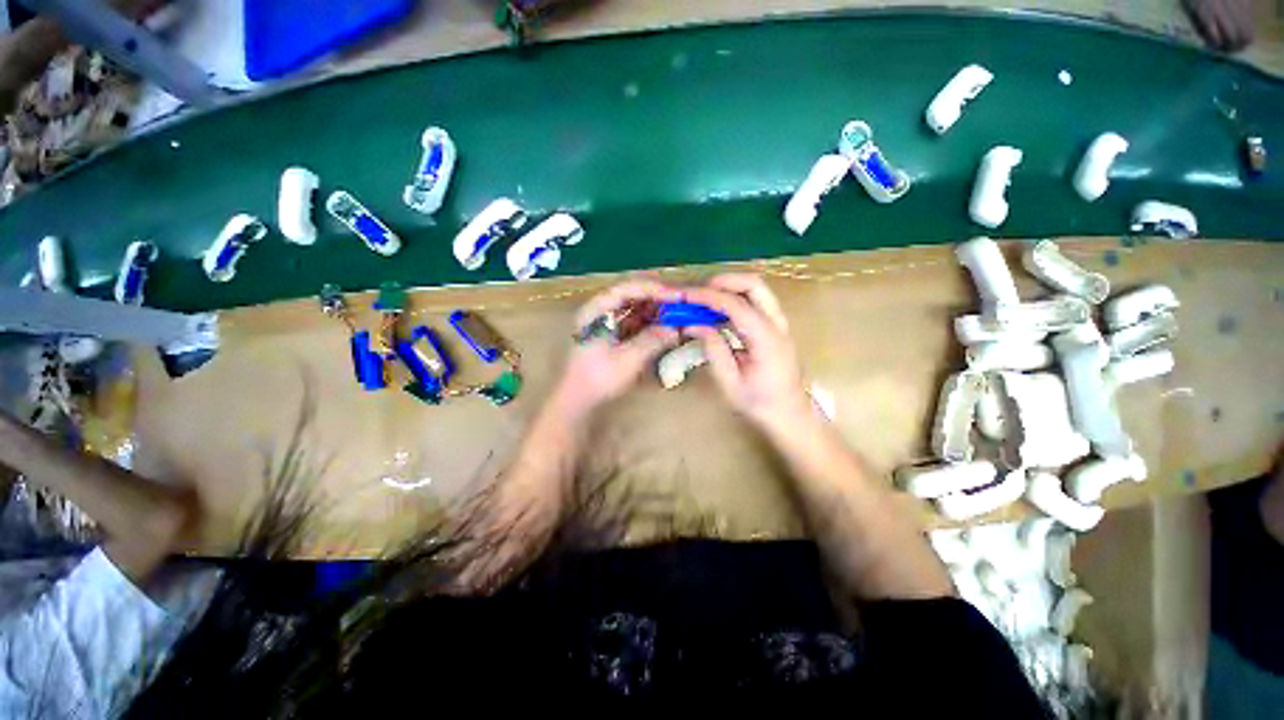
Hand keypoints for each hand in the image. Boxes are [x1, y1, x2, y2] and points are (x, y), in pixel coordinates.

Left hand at [553, 279, 681, 416]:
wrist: (579, 401)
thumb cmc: (599, 379)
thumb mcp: (628, 360)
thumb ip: (652, 341)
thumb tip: (675, 329)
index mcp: (596, 310)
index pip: (627, 288)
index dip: (653, 289)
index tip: (676, 296)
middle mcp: (600, 310)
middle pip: (632, 295)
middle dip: (657, 298)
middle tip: (681, 303)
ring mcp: (606, 322)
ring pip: (635, 308)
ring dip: (656, 310)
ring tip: (678, 316)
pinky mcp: (613, 335)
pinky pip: (635, 322)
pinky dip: (651, 323)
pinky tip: (666, 329)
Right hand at [681, 274, 812, 432]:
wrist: (791, 416)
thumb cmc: (761, 405)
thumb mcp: (731, 383)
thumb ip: (714, 351)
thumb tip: (695, 325)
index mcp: (766, 339)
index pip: (736, 304)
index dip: (708, 297)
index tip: (685, 296)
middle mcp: (777, 324)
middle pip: (754, 284)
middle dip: (724, 281)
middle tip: (698, 292)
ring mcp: (780, 324)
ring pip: (757, 290)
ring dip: (730, 288)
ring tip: (704, 300)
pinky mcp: (776, 328)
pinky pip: (756, 302)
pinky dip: (736, 299)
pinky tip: (718, 313)